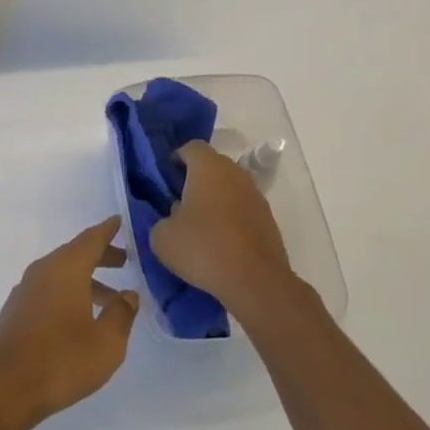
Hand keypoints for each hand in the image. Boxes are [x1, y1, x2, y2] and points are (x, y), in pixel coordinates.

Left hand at [0, 217, 139, 429]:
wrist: (1, 390)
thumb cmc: (61, 361)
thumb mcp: (106, 342)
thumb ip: (121, 314)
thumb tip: (128, 295)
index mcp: (66, 268)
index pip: (91, 239)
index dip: (108, 230)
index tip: (120, 221)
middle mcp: (43, 271)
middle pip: (75, 254)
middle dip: (100, 256)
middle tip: (124, 261)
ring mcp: (25, 291)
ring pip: (61, 274)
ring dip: (86, 280)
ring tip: (109, 299)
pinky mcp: (15, 312)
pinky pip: (49, 290)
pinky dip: (69, 294)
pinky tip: (79, 319)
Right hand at [151, 142, 296, 315]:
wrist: (255, 281)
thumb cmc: (203, 248)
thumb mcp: (162, 237)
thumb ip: (161, 219)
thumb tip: (174, 217)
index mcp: (208, 166)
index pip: (190, 147)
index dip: (175, 159)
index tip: (165, 180)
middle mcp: (235, 172)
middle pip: (212, 166)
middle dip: (195, 180)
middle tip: (178, 203)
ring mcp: (255, 195)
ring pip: (229, 187)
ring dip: (214, 199)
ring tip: (199, 226)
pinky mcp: (268, 218)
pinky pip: (242, 208)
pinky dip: (230, 218)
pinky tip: (219, 242)